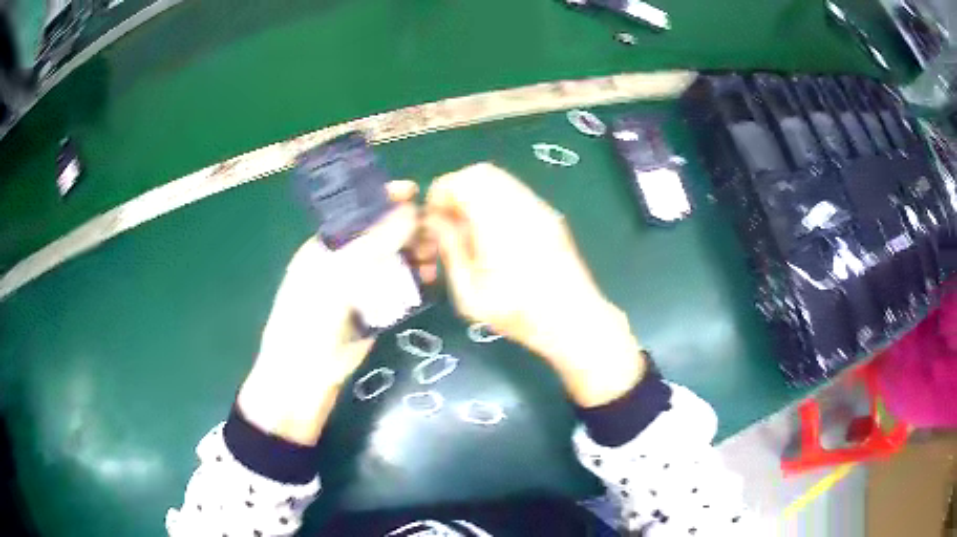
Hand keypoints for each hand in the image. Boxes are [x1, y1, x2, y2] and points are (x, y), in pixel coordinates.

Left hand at [238, 181, 436, 444]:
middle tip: (431, 235)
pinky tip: (429, 281)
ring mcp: (360, 288)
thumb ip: (371, 245)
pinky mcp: (374, 312)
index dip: (383, 199)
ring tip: (432, 261)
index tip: (413, 191)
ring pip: (393, 262)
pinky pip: (399, 289)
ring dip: (414, 256)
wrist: (303, 380)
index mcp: (326, 246)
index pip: (358, 212)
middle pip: (382, 235)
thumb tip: (408, 211)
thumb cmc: (307, 322)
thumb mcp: (335, 278)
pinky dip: (415, 282)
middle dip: (407, 229)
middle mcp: (345, 262)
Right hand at [426, 163, 644, 406]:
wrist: (572, 319)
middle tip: (449, 218)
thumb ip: (450, 250)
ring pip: (500, 178)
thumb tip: (437, 222)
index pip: (461, 181)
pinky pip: (516, 191)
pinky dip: (496, 198)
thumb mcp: (470, 292)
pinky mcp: (549, 215)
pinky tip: (494, 230)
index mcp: (497, 221)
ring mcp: (539, 207)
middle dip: (457, 188)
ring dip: (478, 192)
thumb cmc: (518, 312)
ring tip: (469, 225)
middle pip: (481, 172)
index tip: (433, 218)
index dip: (440, 193)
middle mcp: (520, 204)